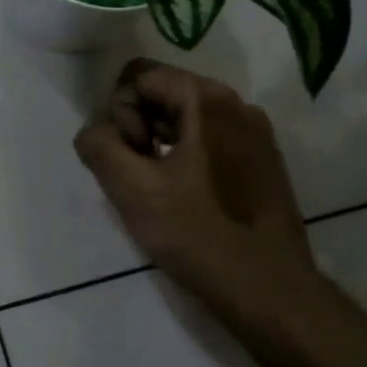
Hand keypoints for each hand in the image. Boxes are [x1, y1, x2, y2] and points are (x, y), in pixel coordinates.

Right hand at [74, 59, 327, 352]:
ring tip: (160, 189)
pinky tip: (187, 197)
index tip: (132, 159)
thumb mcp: (132, 190)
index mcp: (206, 100)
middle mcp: (236, 104)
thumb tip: (97, 132)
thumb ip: (99, 146)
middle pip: (163, 90)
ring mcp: (255, 132)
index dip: (120, 114)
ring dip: (159, 141)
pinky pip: (209, 138)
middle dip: (138, 125)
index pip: (138, 75)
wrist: (269, 290)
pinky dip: (186, 155)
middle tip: (140, 175)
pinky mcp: (262, 160)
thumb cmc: (199, 235)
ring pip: (185, 116)